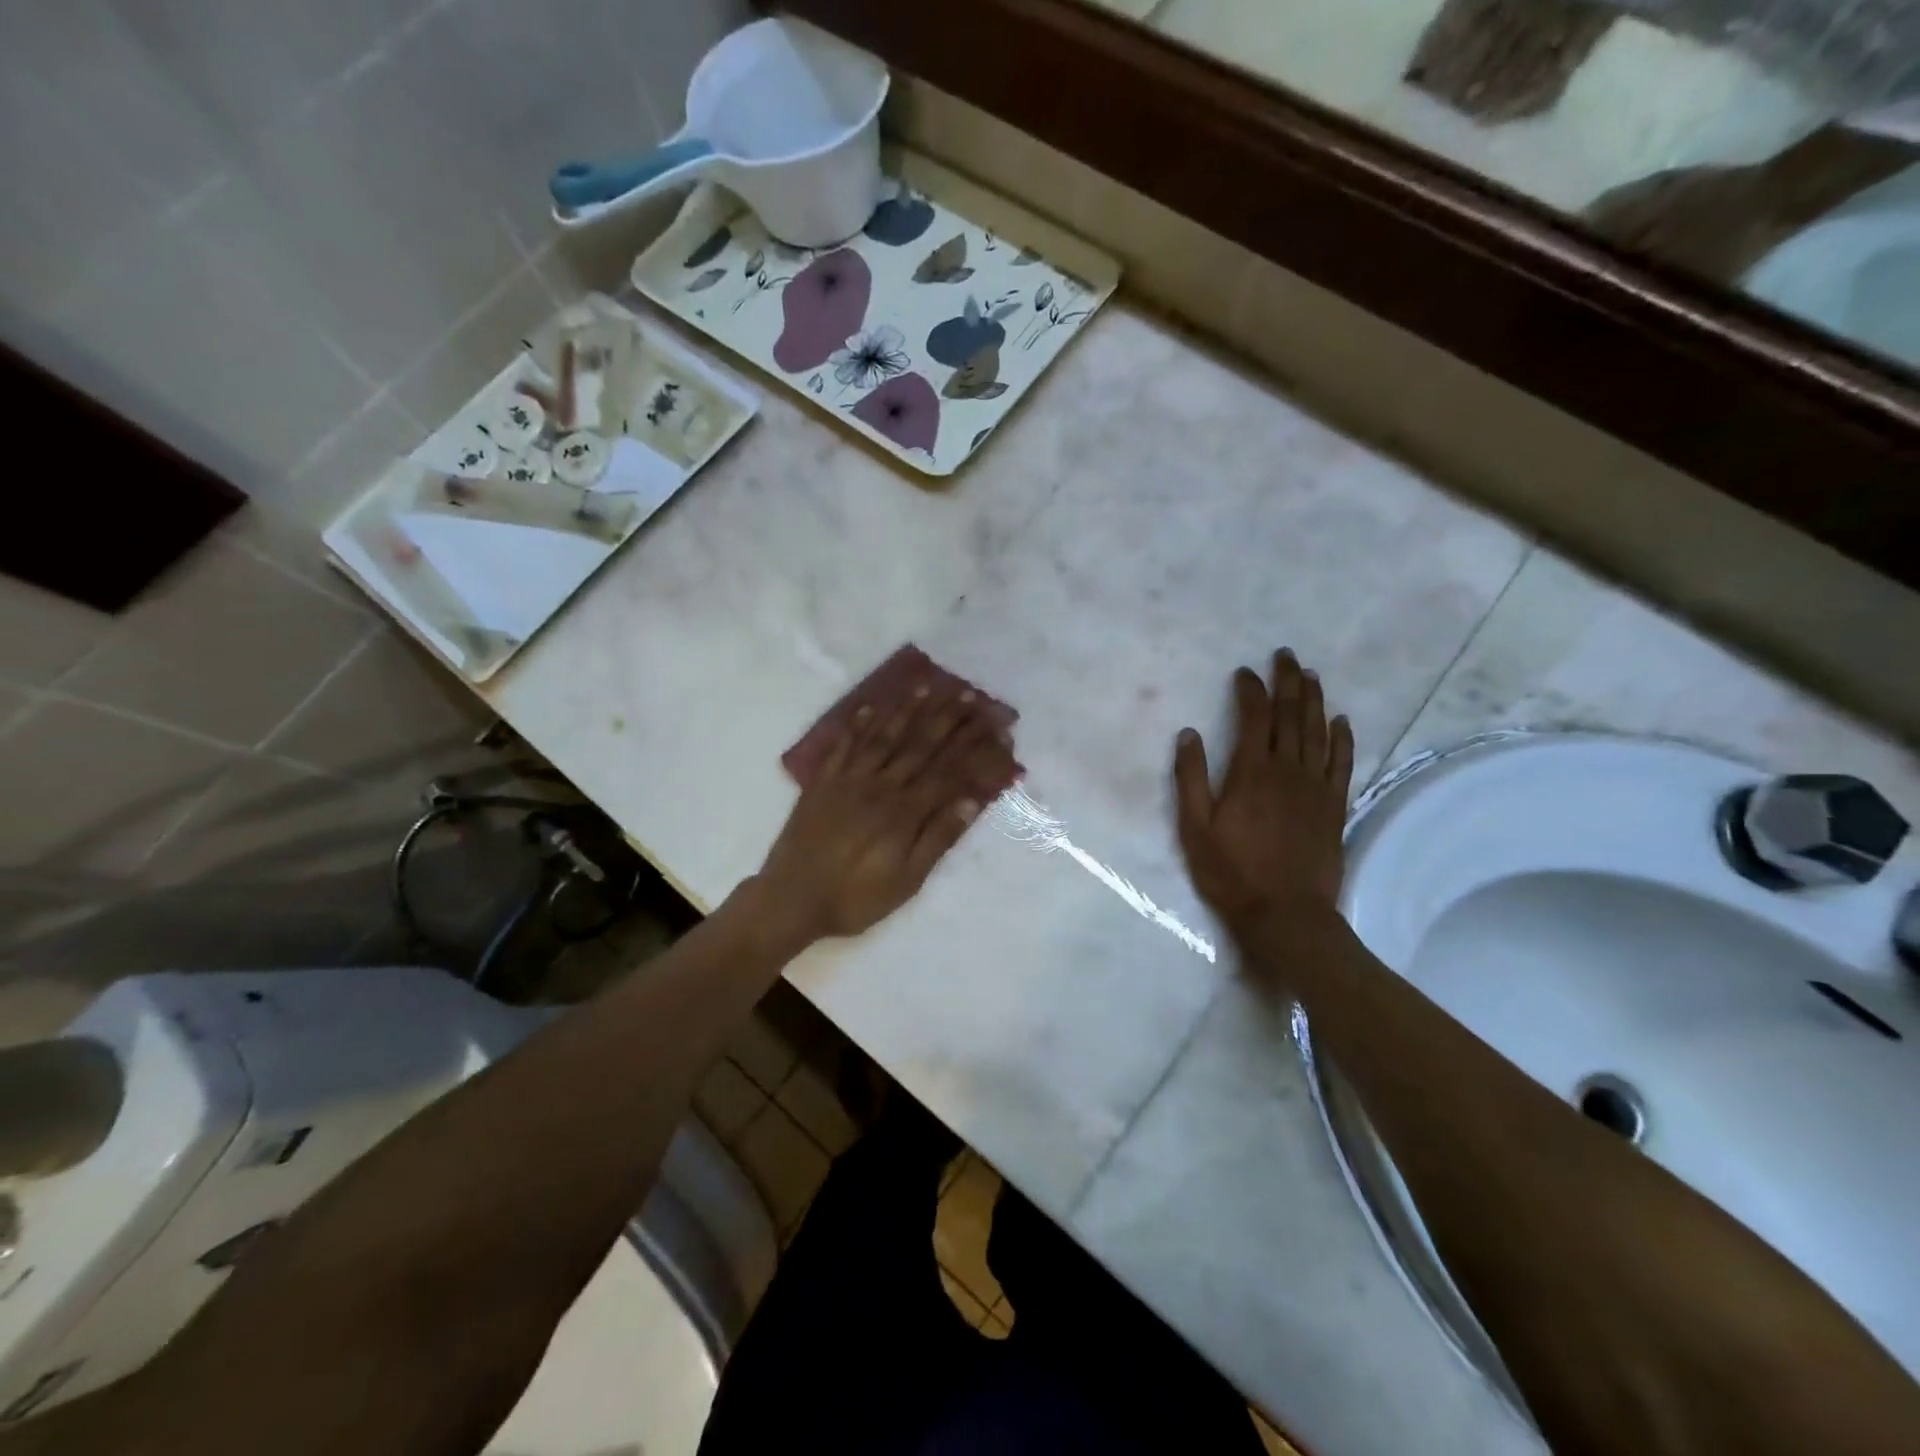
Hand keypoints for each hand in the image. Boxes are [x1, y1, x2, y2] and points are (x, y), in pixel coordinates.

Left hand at [756, 679, 1015, 943]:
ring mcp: (848, 780)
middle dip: (947, 718)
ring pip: (883, 737)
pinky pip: (842, 746)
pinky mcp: (822, 782)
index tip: (995, 728)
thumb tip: (970, 800)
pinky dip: (856, 725)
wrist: (790, 900)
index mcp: (904, 812)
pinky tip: (869, 707)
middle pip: (919, 745)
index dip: (974, 749)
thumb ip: (938, 839)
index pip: (948, 771)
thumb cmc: (855, 897)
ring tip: (926, 686)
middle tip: (968, 694)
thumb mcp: (906, 881)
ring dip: (906, 710)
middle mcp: (879, 786)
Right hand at [1173, 649, 1353, 942]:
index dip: (1250, 690)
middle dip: (1287, 682)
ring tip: (1311, 675)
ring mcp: (1316, 787)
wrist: (1286, 913)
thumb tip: (1189, 734)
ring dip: (1314, 700)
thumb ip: (1190, 779)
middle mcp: (1288, 770)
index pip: (1254, 717)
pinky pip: (1342, 762)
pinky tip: (1341, 721)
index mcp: (1251, 772)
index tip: (1245, 672)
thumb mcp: (1195, 828)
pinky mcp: (1334, 805)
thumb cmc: (1231, 872)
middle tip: (1286, 656)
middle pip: (1291, 715)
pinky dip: (1342, 738)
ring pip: (1318, 731)